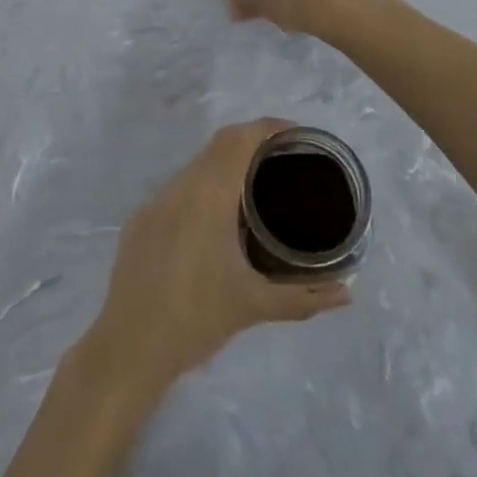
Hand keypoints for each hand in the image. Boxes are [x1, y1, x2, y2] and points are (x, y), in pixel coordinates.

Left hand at [85, 120, 350, 397]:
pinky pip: (177, 189)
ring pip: (196, 166)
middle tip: (285, 160)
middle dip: (252, 143)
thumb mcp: (254, 306)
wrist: (128, 348)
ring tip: (256, 186)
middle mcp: (179, 187)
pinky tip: (216, 220)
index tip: (297, 135)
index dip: (268, 128)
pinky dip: (202, 189)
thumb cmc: (196, 320)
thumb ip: (304, 296)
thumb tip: (347, 294)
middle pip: (219, 146)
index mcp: (207, 196)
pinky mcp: (140, 220)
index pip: (239, 139)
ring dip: (226, 166)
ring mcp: (155, 202)